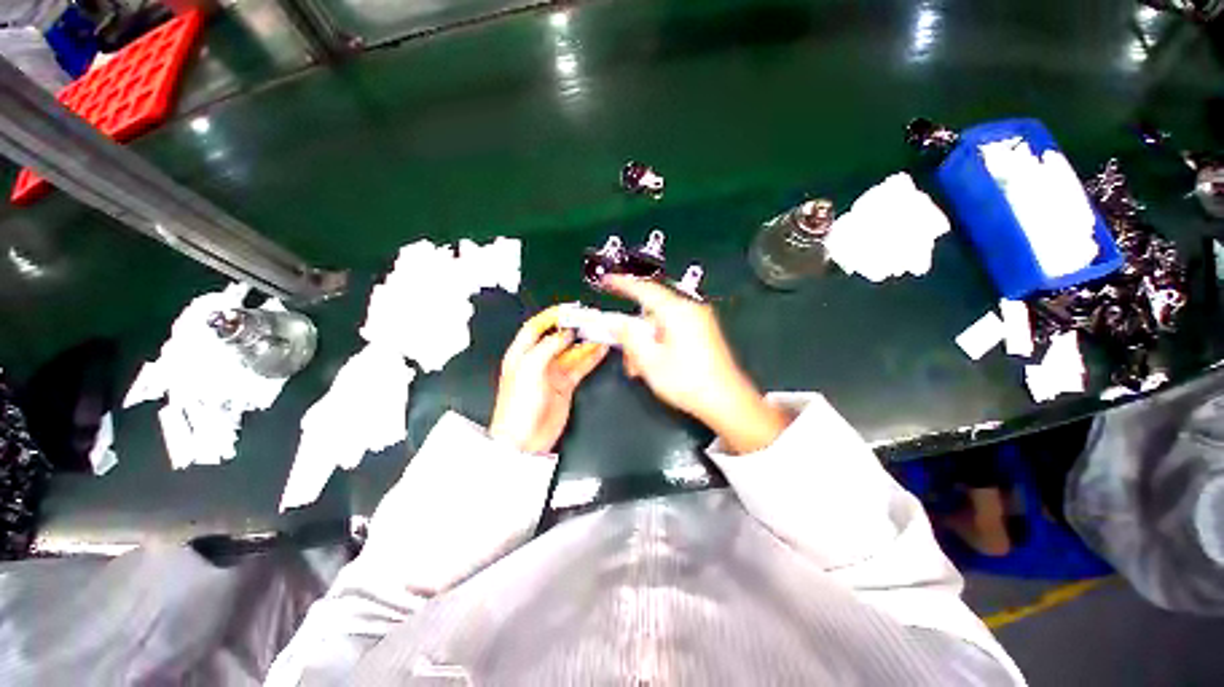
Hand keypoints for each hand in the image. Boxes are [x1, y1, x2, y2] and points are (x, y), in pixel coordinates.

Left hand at [489, 306, 608, 453]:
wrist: (524, 440)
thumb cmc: (517, 407)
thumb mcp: (529, 369)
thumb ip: (548, 347)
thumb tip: (564, 334)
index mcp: (521, 354)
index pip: (536, 327)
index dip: (551, 316)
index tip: (568, 310)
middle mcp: (537, 361)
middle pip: (558, 338)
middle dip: (573, 328)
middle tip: (589, 321)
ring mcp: (552, 373)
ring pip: (573, 352)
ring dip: (586, 342)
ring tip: (600, 333)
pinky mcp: (565, 385)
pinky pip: (581, 367)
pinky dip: (591, 358)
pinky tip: (600, 350)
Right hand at [605, 275, 789, 453]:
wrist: (727, 402)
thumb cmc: (686, 381)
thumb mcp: (649, 361)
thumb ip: (629, 337)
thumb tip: (616, 322)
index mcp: (677, 311)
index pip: (644, 289)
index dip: (622, 284)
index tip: (605, 281)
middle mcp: (690, 309)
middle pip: (652, 312)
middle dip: (636, 333)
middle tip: (629, 359)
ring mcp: (700, 320)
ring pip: (661, 324)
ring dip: (647, 343)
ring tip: (641, 369)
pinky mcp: (704, 332)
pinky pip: (674, 330)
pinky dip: (660, 343)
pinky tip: (656, 364)